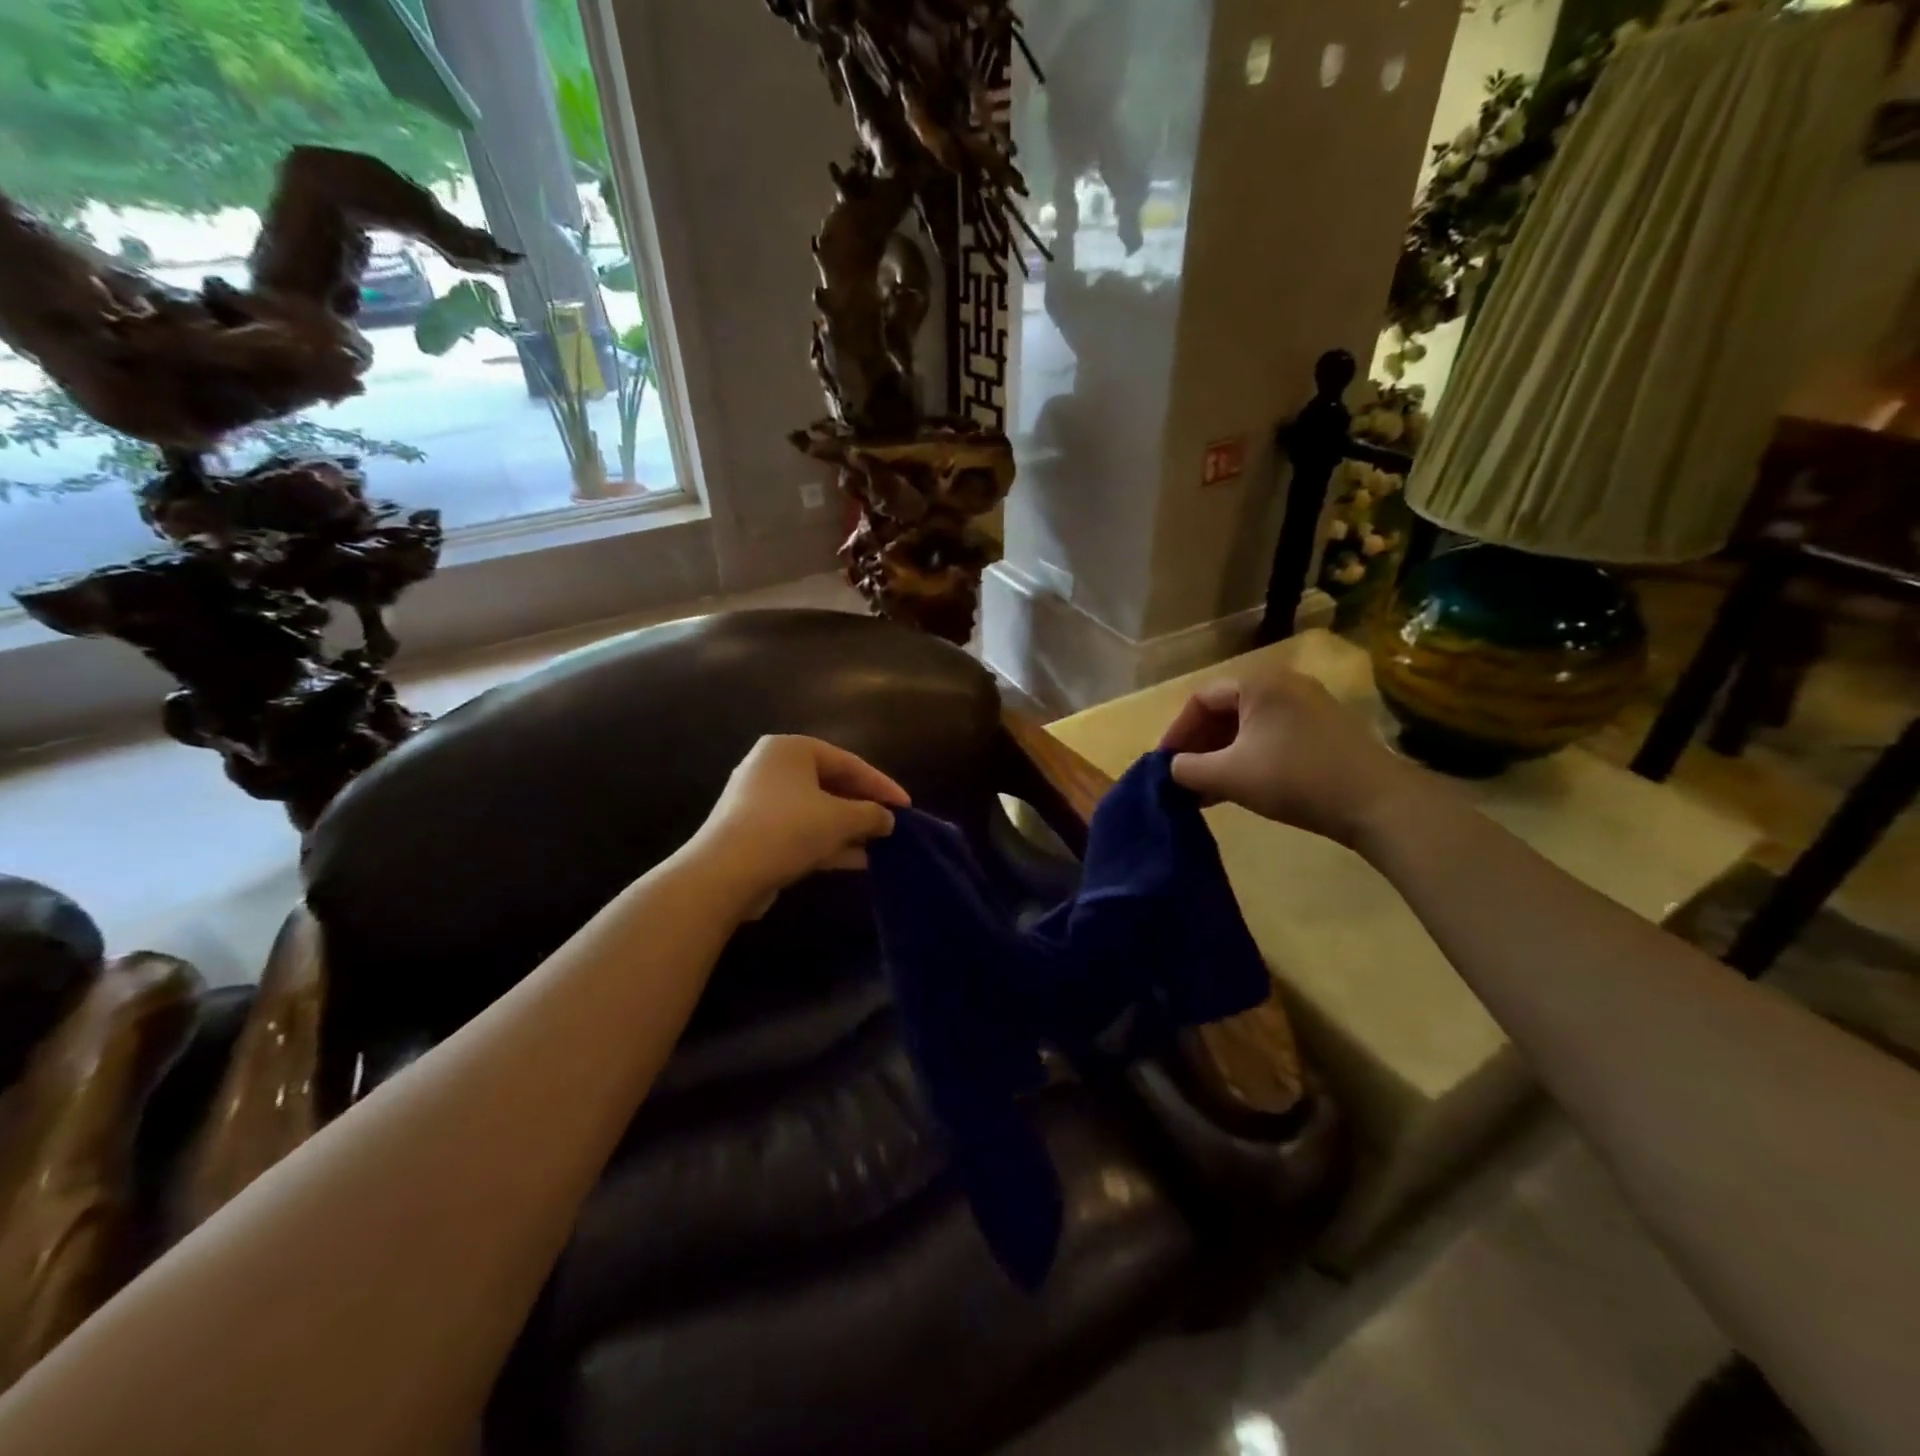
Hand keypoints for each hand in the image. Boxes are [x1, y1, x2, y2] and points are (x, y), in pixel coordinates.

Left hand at [691, 736, 909, 911]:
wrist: (724, 873)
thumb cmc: (787, 829)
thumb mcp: (840, 819)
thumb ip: (871, 814)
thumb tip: (888, 819)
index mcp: (791, 749)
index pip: (848, 762)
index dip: (882, 785)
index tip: (907, 807)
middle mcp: (772, 767)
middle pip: (831, 784)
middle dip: (863, 807)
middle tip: (892, 825)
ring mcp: (760, 801)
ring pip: (816, 810)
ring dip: (848, 828)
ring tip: (880, 845)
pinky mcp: (754, 832)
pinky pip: (800, 831)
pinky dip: (827, 842)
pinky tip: (857, 860)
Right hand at [1158, 665, 1428, 849]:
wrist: (1377, 802)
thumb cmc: (1295, 779)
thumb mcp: (1230, 776)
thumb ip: (1188, 769)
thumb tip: (1172, 768)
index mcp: (1258, 684)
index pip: (1200, 700)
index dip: (1176, 732)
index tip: (1165, 764)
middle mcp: (1284, 684)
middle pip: (1225, 711)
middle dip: (1200, 746)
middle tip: (1185, 777)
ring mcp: (1310, 705)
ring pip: (1249, 727)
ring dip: (1223, 756)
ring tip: (1208, 790)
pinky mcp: (1326, 730)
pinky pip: (1273, 736)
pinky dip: (1250, 757)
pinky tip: (1241, 787)